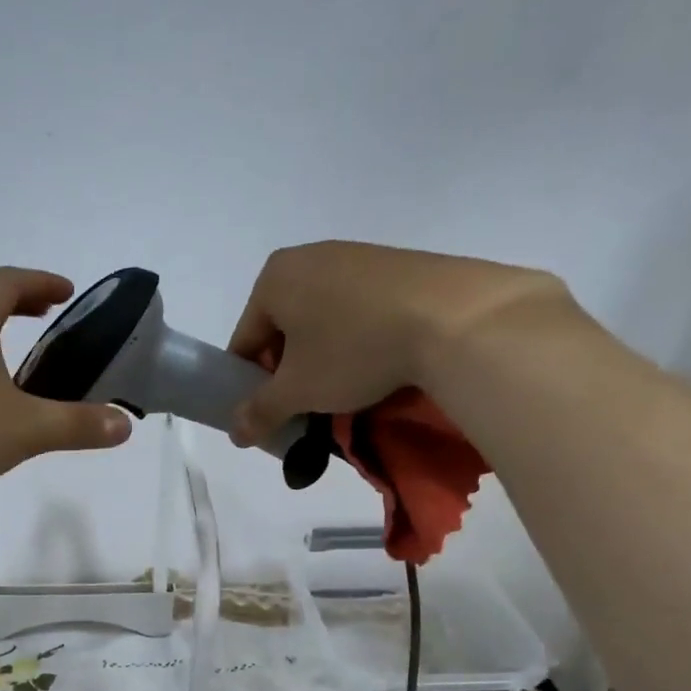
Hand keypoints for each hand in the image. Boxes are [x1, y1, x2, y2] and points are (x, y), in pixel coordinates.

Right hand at [225, 241, 569, 444]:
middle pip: (282, 330)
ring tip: (345, 391)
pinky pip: (358, 312)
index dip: (251, 384)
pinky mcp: (395, 266)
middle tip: (307, 406)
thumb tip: (235, 433)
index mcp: (273, 278)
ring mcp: (355, 257)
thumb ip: (259, 412)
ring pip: (321, 322)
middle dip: (290, 372)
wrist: (454, 318)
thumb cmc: (353, 350)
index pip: (245, 341)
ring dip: (323, 360)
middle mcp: (309, 257)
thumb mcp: (297, 391)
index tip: (269, 413)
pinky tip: (376, 365)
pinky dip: (357, 342)